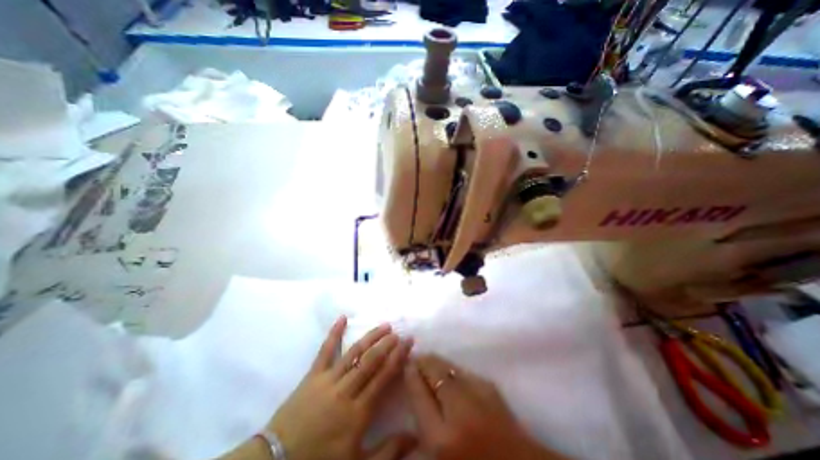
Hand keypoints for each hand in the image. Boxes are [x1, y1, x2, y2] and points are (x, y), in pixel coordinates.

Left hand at [269, 317, 415, 459]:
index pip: (383, 376)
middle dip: (387, 344)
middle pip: (371, 361)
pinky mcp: (313, 375)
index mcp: (358, 411)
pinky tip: (342, 318)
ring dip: (370, 337)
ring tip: (384, 326)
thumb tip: (416, 436)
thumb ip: (388, 451)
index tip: (408, 343)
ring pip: (354, 353)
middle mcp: (345, 390)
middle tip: (399, 332)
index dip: (398, 357)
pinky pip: (325, 350)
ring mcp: (328, 380)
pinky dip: (334, 333)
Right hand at [402, 355, 563, 459]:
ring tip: (428, 360)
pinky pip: (462, 370)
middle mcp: (458, 410)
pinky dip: (451, 368)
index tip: (406, 364)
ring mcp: (477, 394)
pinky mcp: (489, 385)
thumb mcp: (439, 453)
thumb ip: (423, 424)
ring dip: (435, 361)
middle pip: (433, 372)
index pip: (418, 393)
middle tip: (415, 358)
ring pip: (447, 366)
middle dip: (421, 361)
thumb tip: (415, 386)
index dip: (410, 374)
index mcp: (441, 438)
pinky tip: (448, 371)